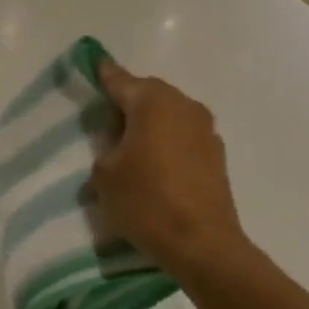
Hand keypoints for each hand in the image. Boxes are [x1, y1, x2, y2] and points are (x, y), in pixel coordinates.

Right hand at [90, 59, 262, 291]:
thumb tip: (116, 147)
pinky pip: (181, 136)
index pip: (120, 80)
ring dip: (148, 124)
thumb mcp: (104, 174)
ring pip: (168, 115)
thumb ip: (105, 149)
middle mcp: (183, 106)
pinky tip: (151, 165)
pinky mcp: (216, 156)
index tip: (93, 64)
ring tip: (126, 147)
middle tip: (104, 120)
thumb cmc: (146, 201)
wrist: (202, 244)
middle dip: (127, 102)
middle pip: (148, 94)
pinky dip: (165, 142)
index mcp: (153, 103)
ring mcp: (205, 130)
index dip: (103, 74)